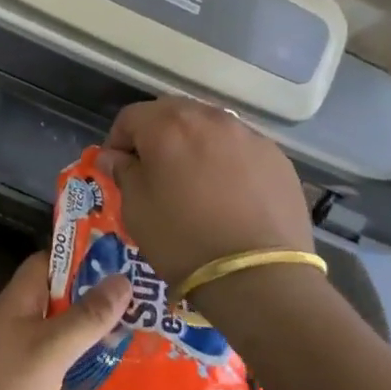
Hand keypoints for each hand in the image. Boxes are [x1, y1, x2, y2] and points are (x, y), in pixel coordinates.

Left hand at [0, 251, 130, 389]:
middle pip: (60, 309)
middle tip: (138, 323)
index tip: (121, 271)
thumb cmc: (0, 389)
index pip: (49, 263)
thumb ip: (87, 318)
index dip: (82, 262)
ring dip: (87, 366)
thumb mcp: (51, 350)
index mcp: (20, 301)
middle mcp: (15, 325)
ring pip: (58, 354)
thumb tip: (122, 280)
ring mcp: (12, 363)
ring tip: (127, 374)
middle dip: (96, 317)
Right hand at [94, 97, 313, 286]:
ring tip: (193, 181)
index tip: (118, 168)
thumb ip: (123, 172)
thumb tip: (114, 157)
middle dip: (157, 135)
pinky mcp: (276, 157)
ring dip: (194, 144)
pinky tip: (228, 194)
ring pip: (209, 127)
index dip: (118, 141)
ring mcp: (247, 135)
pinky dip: (226, 160)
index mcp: (168, 125)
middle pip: (172, 113)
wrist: (258, 276)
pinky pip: (239, 147)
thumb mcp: (136, 209)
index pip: (130, 116)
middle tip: (154, 171)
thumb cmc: (183, 239)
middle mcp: (208, 118)